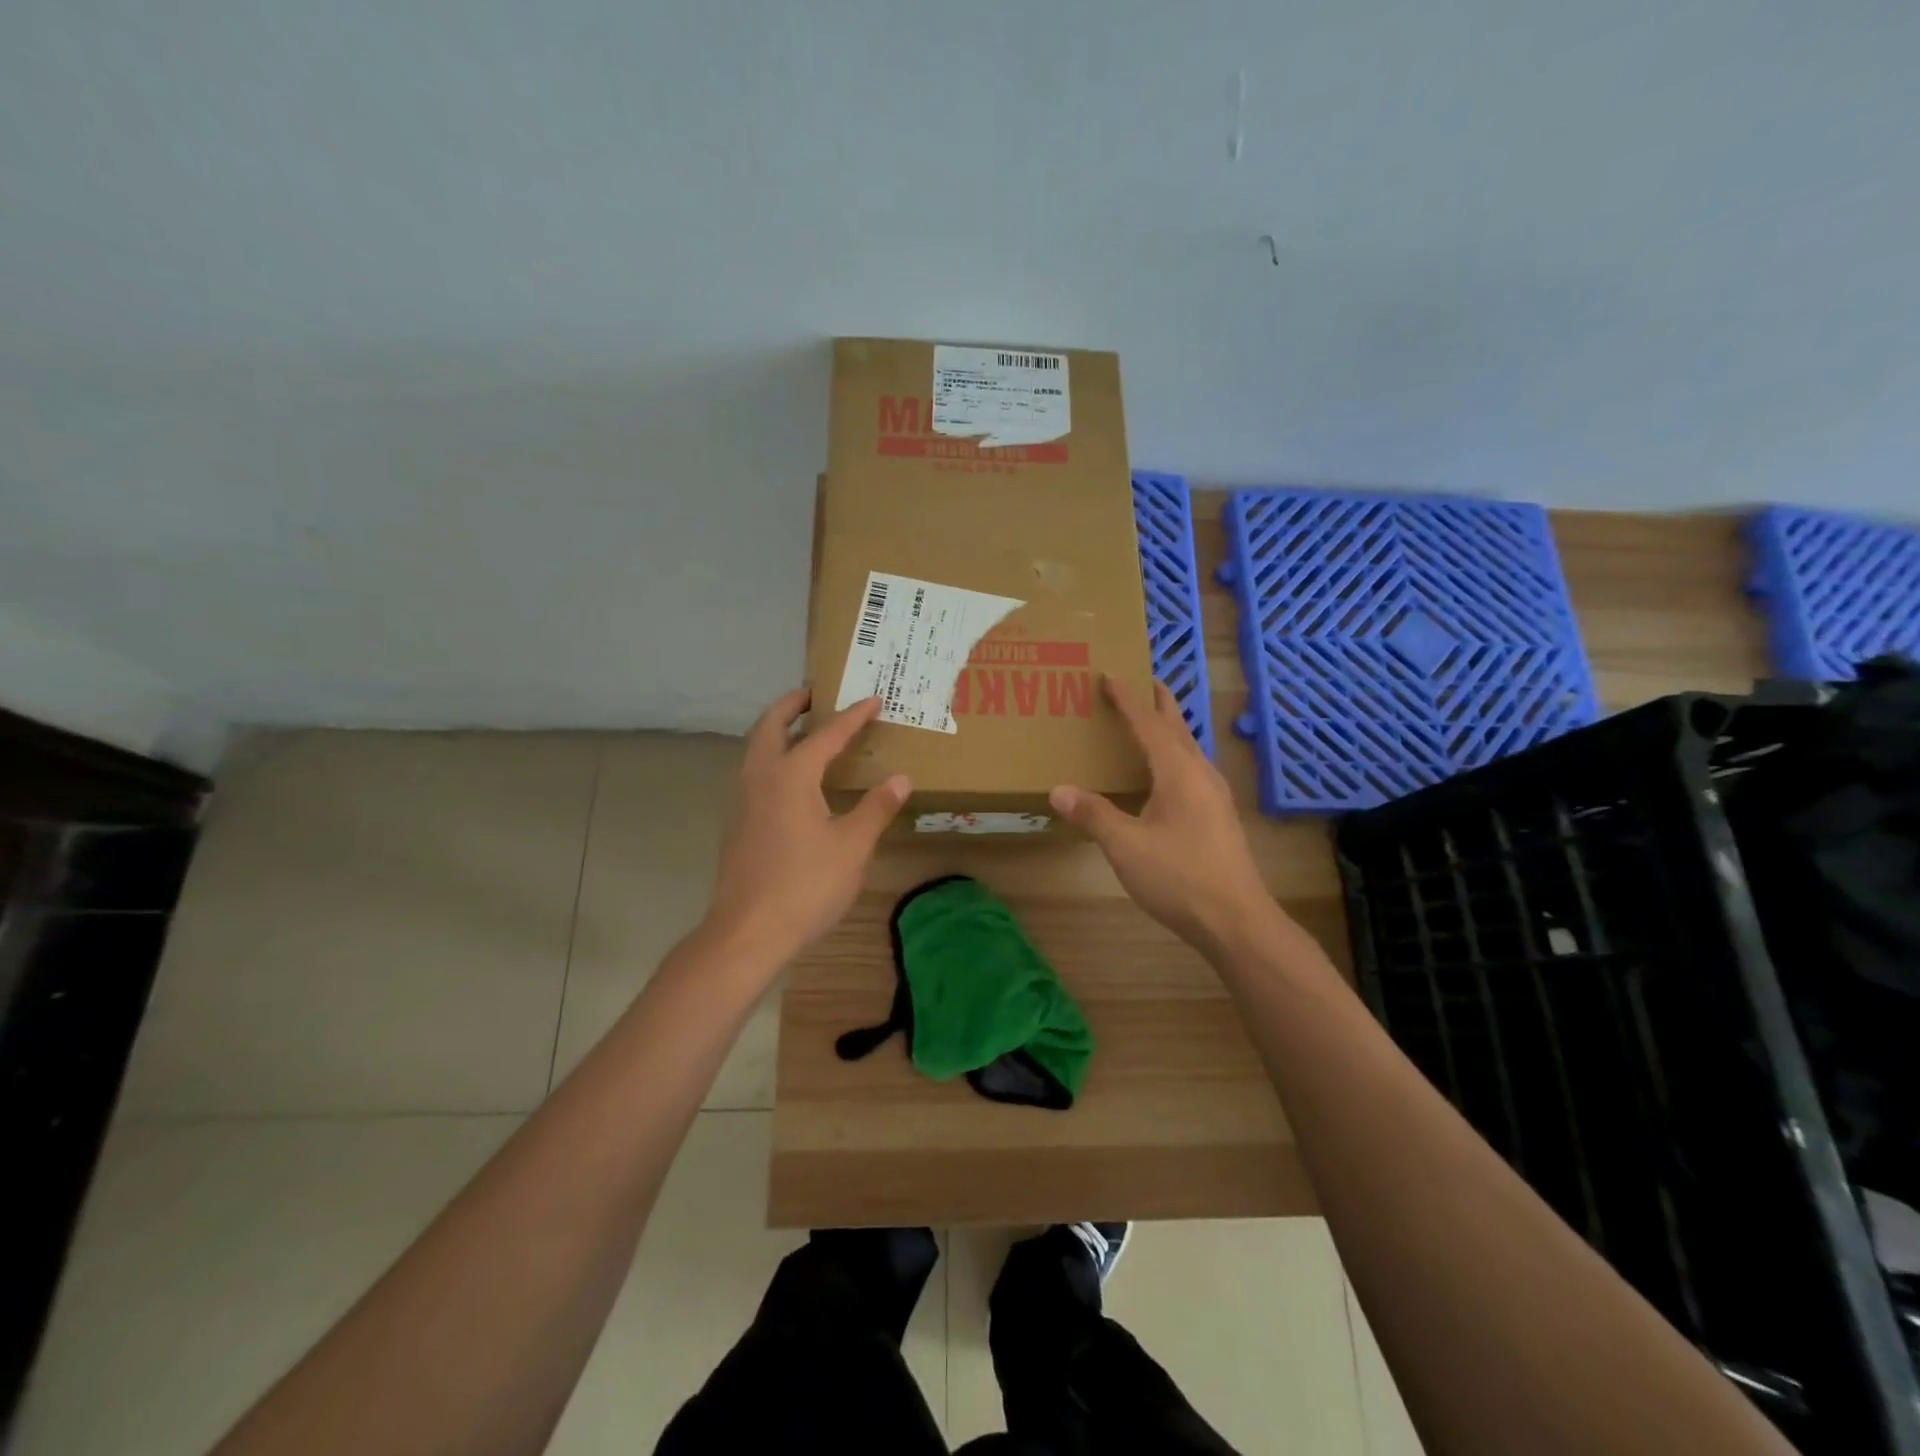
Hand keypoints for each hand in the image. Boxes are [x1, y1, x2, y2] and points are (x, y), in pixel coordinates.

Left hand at [707, 689, 908, 965]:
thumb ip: (876, 808)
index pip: (826, 735)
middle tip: (814, 693)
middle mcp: (760, 777)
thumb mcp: (852, 846)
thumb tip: (901, 778)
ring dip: (776, 729)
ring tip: (802, 729)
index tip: (872, 700)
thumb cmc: (805, 885)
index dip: (852, 717)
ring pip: (755, 748)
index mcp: (790, 776)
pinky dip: (770, 756)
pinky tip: (790, 779)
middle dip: (792, 705)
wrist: (747, 932)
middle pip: (770, 726)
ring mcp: (742, 800)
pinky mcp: (737, 823)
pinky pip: (754, 772)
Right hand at [1049, 678, 1280, 957]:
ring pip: (1188, 749)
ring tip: (1151, 720)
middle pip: (1177, 728)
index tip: (1111, 675)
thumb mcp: (1126, 846)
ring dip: (1169, 729)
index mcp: (1179, 772)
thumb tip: (1059, 789)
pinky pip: (1192, 770)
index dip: (1128, 699)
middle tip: (1143, 680)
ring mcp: (1215, 796)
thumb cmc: (1179, 877)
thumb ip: (1093, 814)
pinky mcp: (1218, 816)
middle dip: (1159, 703)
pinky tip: (1165, 774)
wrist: (1236, 920)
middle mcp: (1201, 775)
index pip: (1149, 724)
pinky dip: (1174, 755)